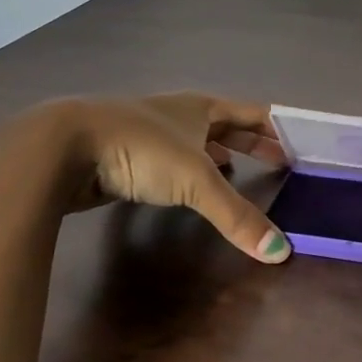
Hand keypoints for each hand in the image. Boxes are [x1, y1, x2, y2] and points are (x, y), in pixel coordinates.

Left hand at [0, 93, 291, 261]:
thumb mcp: (196, 181)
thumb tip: (281, 253)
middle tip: (278, 161)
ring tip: (237, 171)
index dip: (274, 127)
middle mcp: (178, 115)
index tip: (296, 144)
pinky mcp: (125, 156)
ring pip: (194, 142)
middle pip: (224, 126)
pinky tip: (186, 189)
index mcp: (200, 108)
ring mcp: (149, 134)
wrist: (65, 147)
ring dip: (217, 155)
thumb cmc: (141, 148)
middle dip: (250, 142)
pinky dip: (187, 172)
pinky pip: (169, 162)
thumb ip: (237, 216)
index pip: (250, 112)